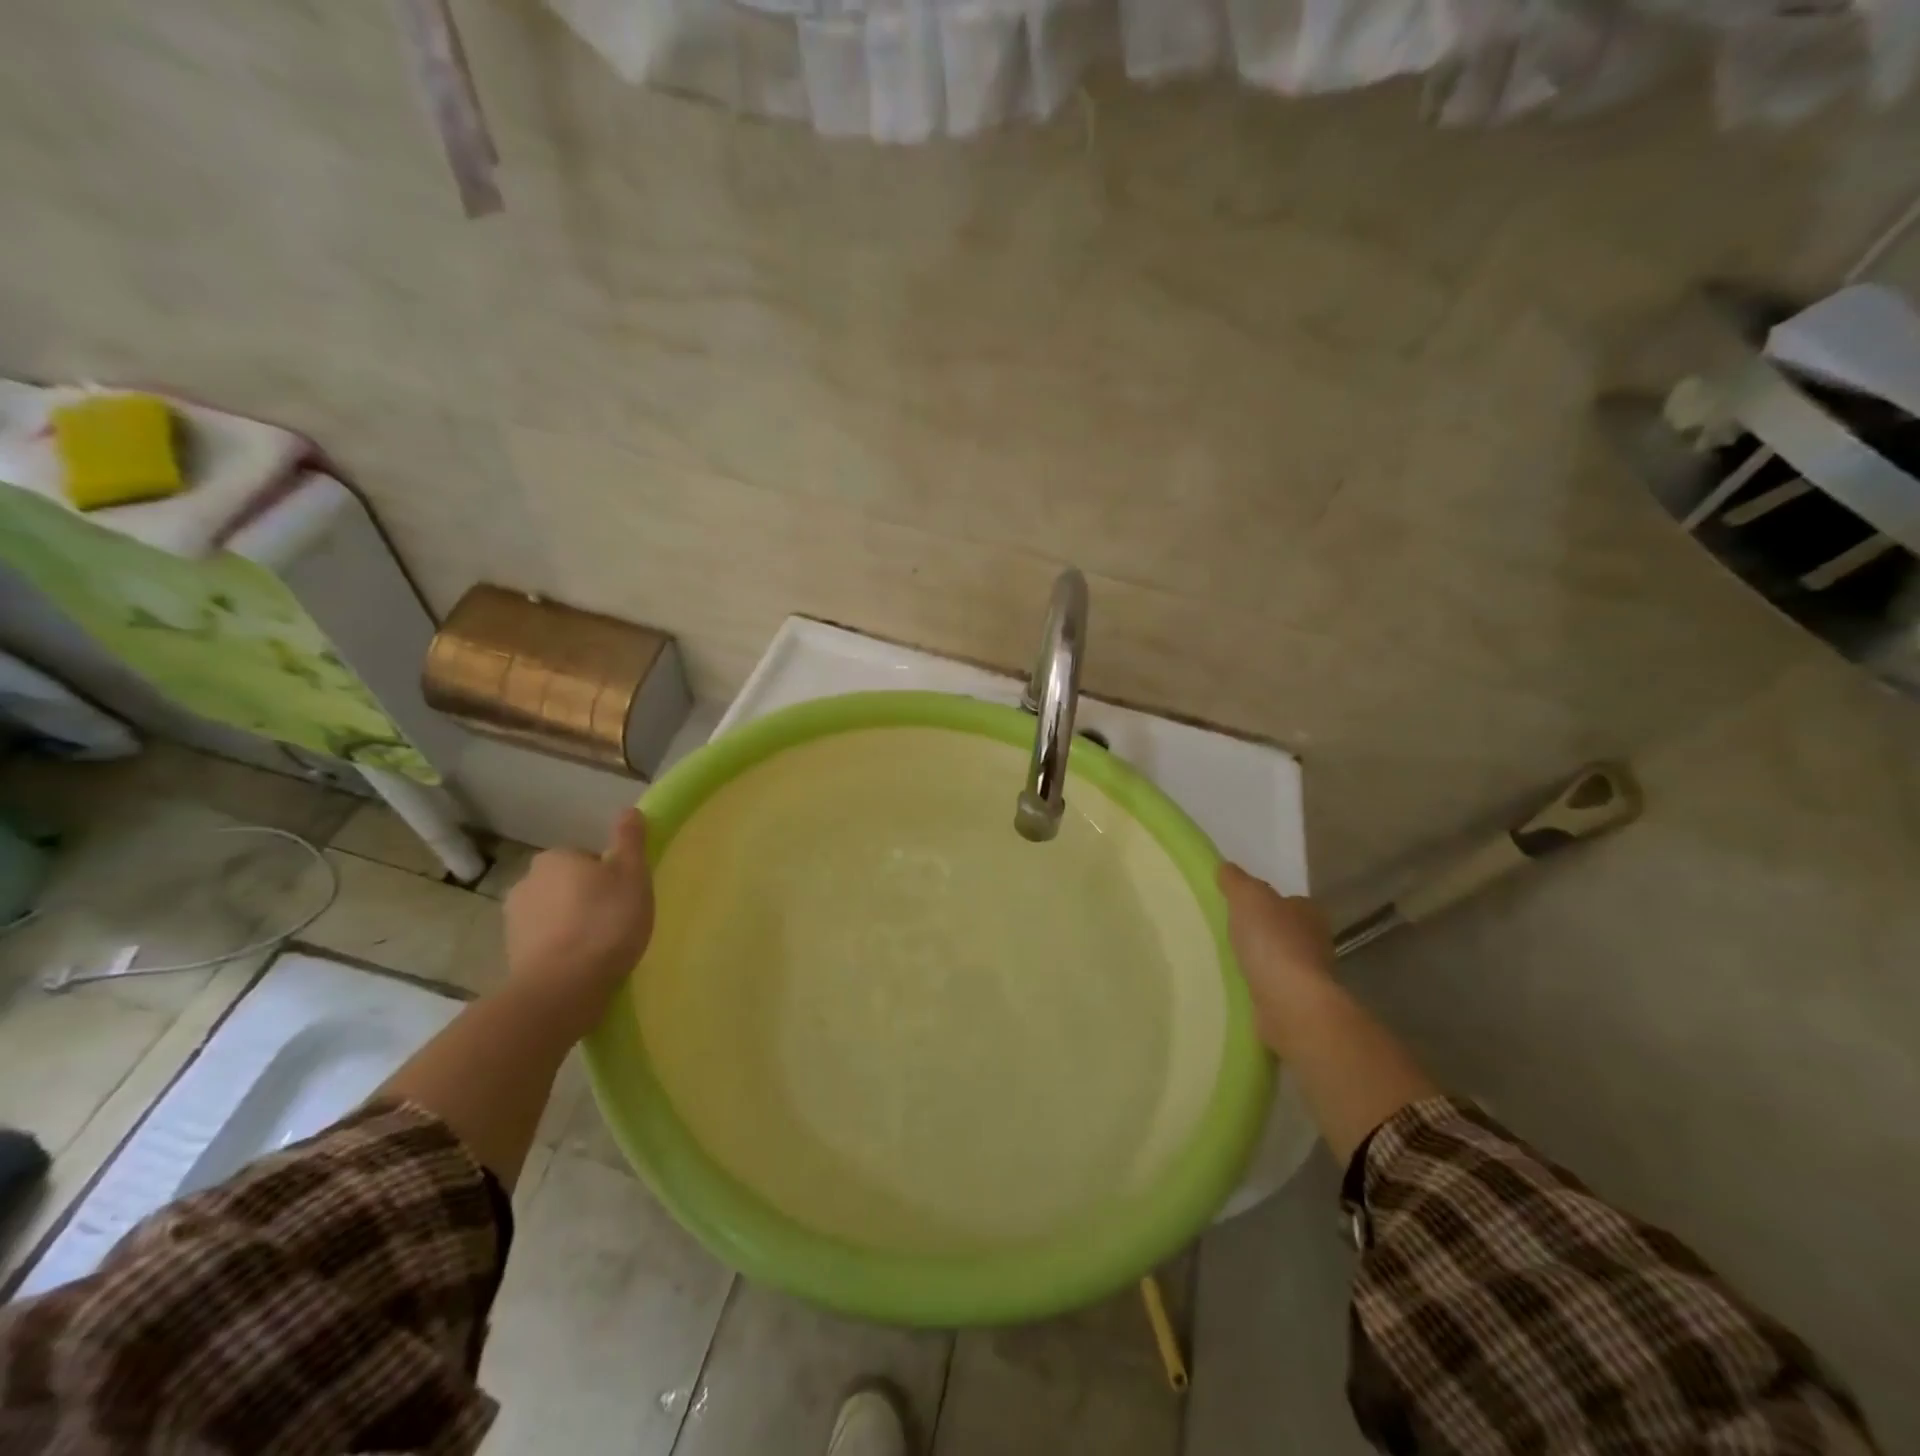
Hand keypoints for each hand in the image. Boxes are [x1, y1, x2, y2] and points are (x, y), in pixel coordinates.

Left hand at [504, 808, 654, 1035]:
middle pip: (567, 884)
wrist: (563, 987)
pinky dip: (560, 949)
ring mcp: (513, 921)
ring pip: (553, 914)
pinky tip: (582, 966)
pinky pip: (544, 942)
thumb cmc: (606, 921)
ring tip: (600, 947)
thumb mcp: (632, 875)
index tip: (625, 896)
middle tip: (616, 920)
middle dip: (586, 898)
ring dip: (571, 924)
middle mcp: (526, 882)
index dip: (609, 876)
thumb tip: (629, 811)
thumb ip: (630, 841)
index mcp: (555, 858)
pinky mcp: (511, 955)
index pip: (586, 858)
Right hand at [1218, 862, 1336, 1052]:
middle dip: (1263, 932)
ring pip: (1280, 960)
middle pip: (1285, 930)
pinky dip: (1259, 985)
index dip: (1267, 902)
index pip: (1288, 901)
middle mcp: (1316, 942)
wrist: (1290, 1003)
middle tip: (1230, 932)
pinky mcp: (1298, 1003)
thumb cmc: (1272, 942)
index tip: (1241, 907)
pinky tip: (1238, 985)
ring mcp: (1309, 976)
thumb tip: (1225, 867)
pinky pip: (1273, 987)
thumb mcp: (1247, 897)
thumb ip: (1236, 881)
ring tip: (1228, 959)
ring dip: (1260, 961)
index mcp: (1309, 913)